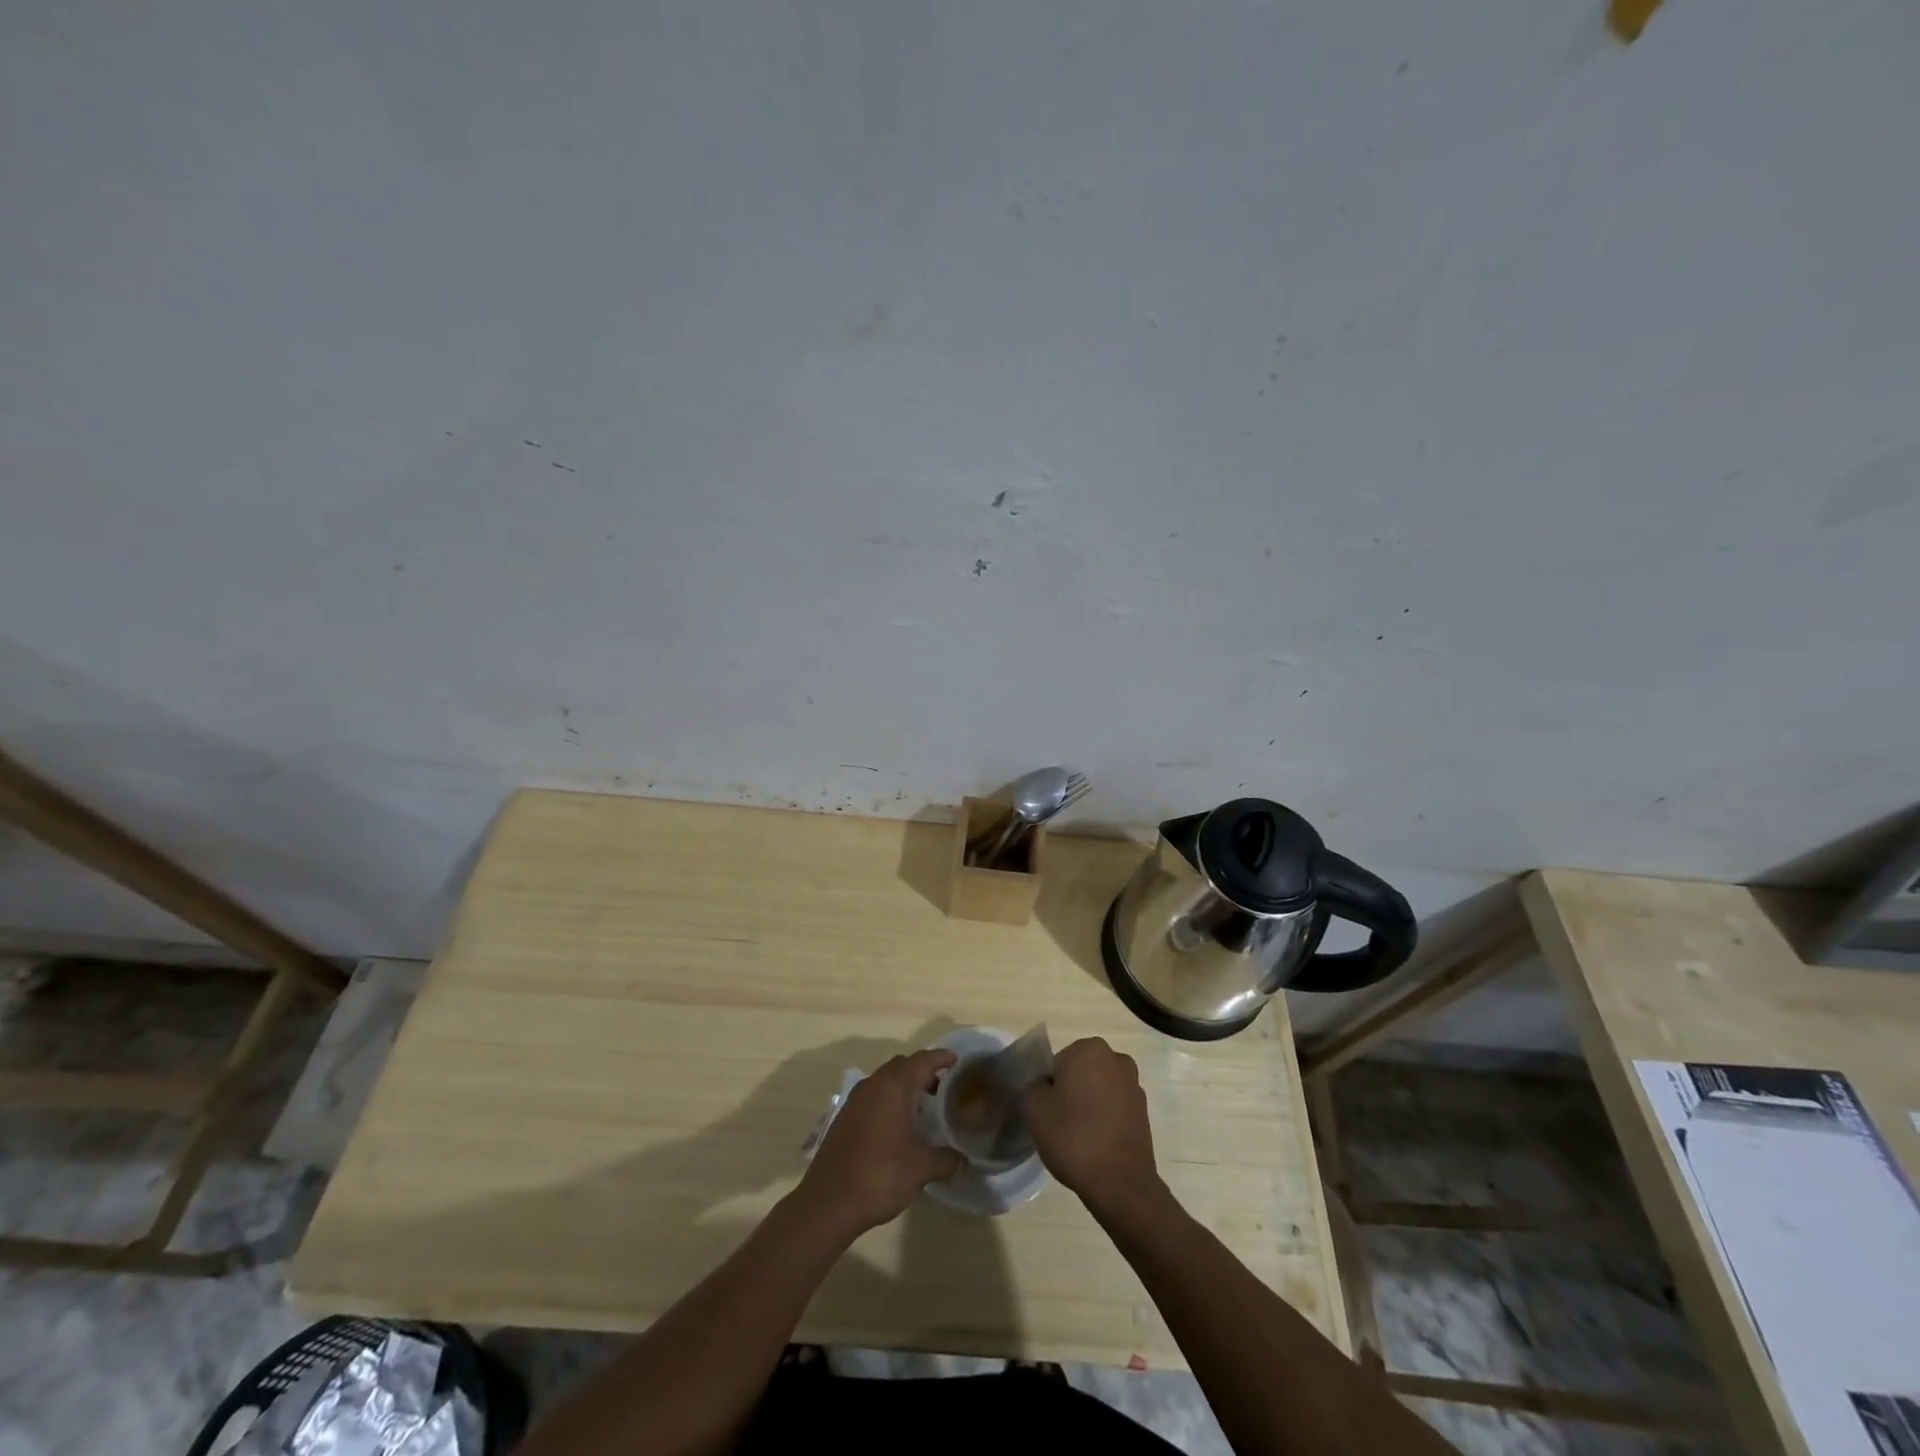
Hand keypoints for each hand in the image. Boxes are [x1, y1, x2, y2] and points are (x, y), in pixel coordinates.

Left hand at [799, 1049, 964, 1234]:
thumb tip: (962, 1158)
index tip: (957, 1061)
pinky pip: (872, 1097)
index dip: (941, 1058)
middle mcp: (872, 1085)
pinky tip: (898, 1127)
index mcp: (893, 1086)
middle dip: (922, 1072)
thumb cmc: (880, 1174)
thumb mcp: (921, 1167)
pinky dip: (888, 1101)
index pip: (922, 1060)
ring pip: (885, 1081)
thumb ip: (947, 1158)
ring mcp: (854, 1101)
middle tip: (942, 1088)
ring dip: (904, 1087)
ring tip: (923, 1108)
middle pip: (902, 1066)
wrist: (829, 1202)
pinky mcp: (844, 1118)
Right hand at [1023, 1037, 1161, 1215]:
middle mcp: (1116, 1059)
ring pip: (1098, 1090)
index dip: (1047, 1088)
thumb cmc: (1073, 1137)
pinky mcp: (1144, 1112)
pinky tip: (1096, 1144)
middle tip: (1059, 1123)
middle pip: (1079, 1073)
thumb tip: (1041, 1087)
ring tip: (1078, 1137)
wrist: (1120, 1184)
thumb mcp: (1034, 1109)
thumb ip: (1031, 1087)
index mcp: (1090, 1049)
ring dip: (1087, 1105)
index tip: (1046, 1111)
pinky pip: (1114, 1108)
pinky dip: (1104, 1119)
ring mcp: (1134, 1086)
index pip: (1056, 1063)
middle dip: (1069, 1093)